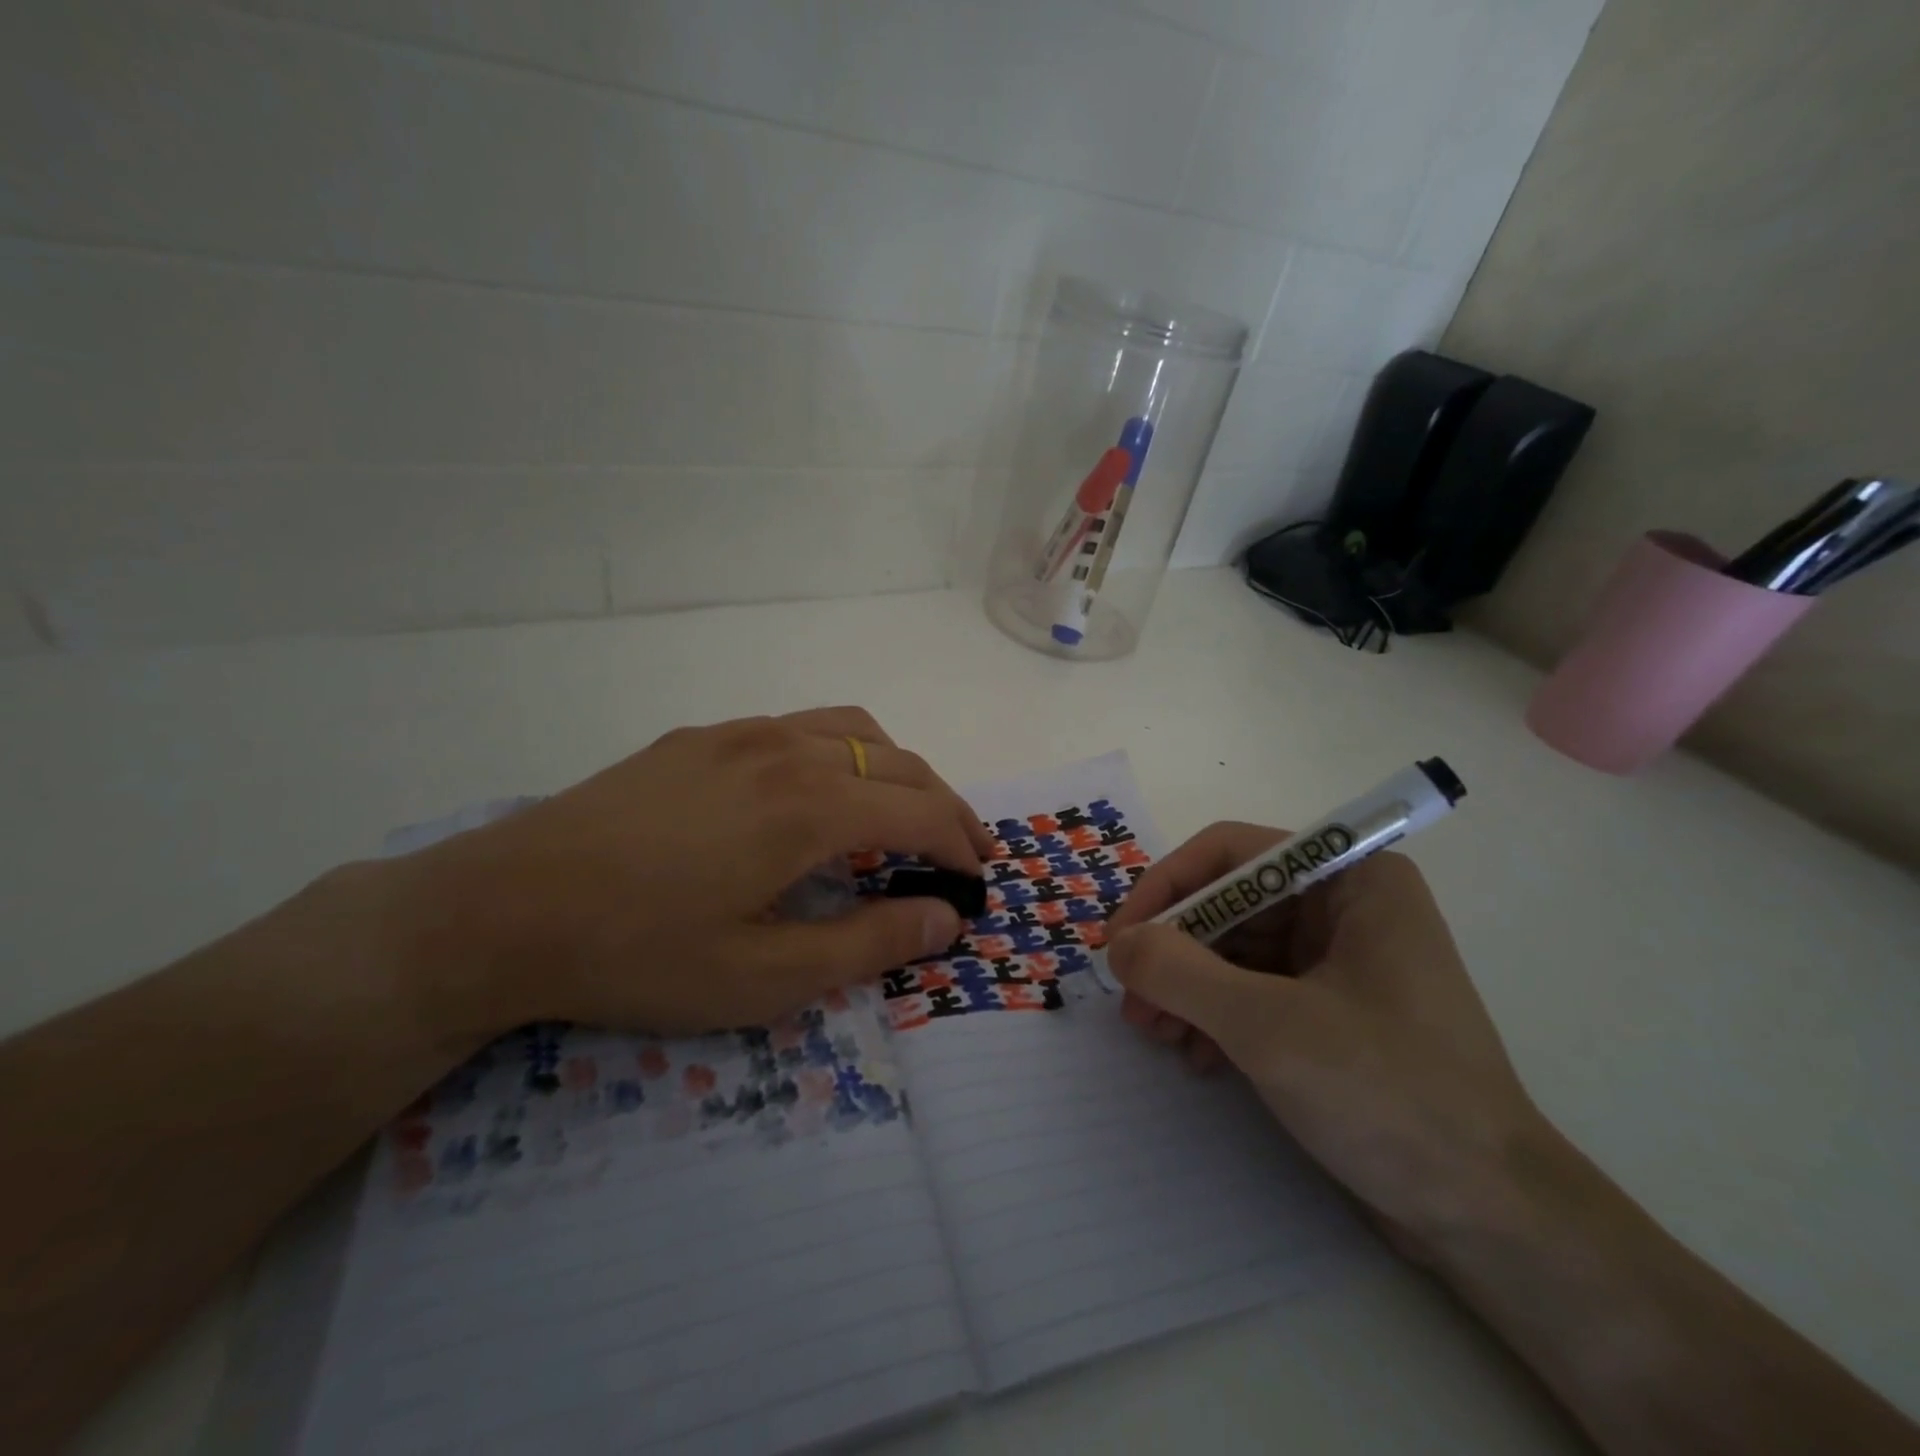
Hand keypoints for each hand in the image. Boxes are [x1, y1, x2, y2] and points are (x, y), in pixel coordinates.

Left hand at [387, 708, 993, 1039]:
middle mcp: (787, 751)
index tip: (979, 876)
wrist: (501, 910)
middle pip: (898, 763)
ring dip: (895, 769)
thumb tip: (944, 919)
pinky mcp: (699, 737)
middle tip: (962, 848)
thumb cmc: (639, 955)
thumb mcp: (764, 977)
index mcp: (810, 807)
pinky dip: (841, 753)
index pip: (920, 811)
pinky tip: (816, 794)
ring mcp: (740, 734)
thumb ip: (867, 944)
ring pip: (852, 730)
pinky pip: (798, 728)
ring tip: (902, 812)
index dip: (961, 842)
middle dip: (943, 804)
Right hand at [1107, 823, 1544, 1245]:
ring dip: (1187, 988)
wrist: (1490, 1220)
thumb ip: (1179, 972)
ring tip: (1154, 1036)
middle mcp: (1346, 906)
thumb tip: (1117, 944)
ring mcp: (1342, 960)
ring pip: (1236, 950)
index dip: (1166, 888)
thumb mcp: (1267, 1026)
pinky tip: (1196, 1057)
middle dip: (1174, 952)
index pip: (1231, 853)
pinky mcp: (1334, 1010)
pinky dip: (1216, 1016)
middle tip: (1131, 1002)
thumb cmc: (1388, 1095)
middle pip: (1229, 903)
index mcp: (1351, 879)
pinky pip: (1255, 990)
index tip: (1120, 940)